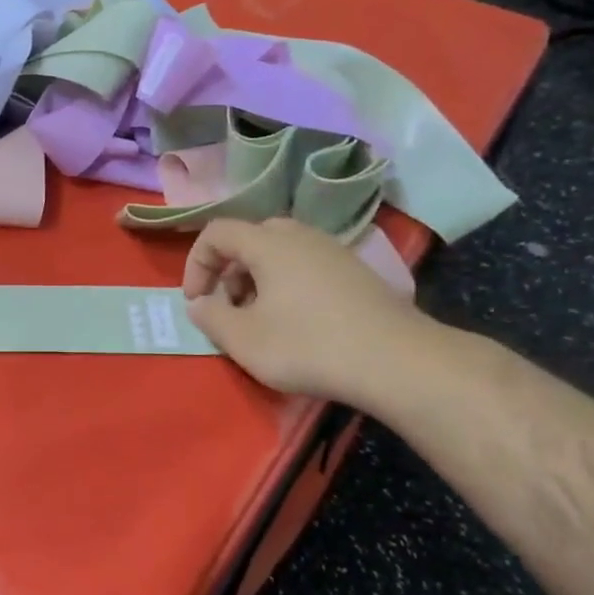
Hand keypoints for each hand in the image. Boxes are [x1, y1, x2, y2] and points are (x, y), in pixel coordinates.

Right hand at [182, 217, 432, 404]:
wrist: (397, 362)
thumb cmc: (308, 346)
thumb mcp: (243, 340)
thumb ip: (210, 317)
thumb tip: (200, 303)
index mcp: (269, 243)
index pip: (217, 232)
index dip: (196, 264)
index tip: (197, 302)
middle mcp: (301, 236)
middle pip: (250, 238)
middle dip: (229, 271)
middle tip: (229, 307)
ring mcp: (334, 251)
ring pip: (280, 252)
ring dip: (258, 279)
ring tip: (261, 319)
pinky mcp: (356, 272)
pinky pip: (307, 266)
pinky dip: (288, 285)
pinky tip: (298, 323)